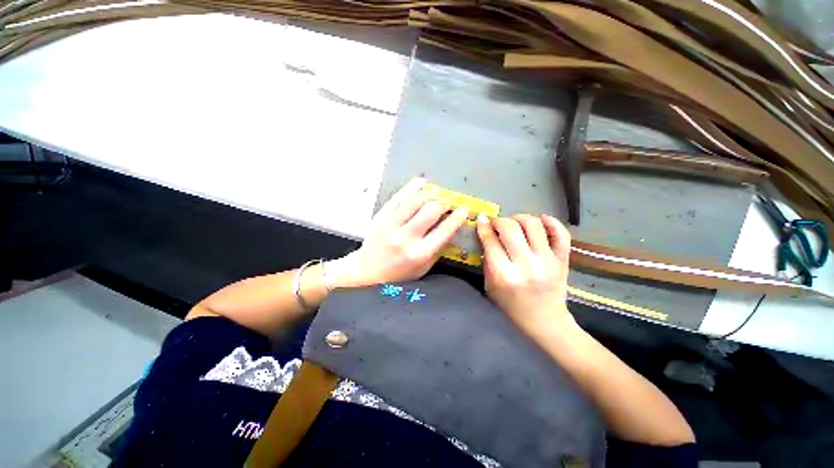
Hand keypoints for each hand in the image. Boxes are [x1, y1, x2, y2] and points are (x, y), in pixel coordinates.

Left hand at [327, 178, 468, 287]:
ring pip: (415, 200)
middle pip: (431, 210)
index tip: (464, 209)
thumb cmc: (400, 272)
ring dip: (430, 193)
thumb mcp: (424, 267)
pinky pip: (398, 197)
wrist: (369, 271)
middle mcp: (406, 238)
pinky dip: (411, 187)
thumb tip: (452, 226)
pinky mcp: (380, 216)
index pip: (444, 230)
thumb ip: (439, 248)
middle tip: (448, 201)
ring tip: (437, 192)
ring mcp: (390, 225)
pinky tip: (421, 183)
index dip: (457, 217)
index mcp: (419, 253)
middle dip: (444, 202)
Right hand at [476, 213, 573, 330]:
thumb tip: (486, 234)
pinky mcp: (563, 260)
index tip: (482, 219)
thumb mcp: (490, 285)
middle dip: (499, 221)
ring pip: (533, 225)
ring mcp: (547, 261)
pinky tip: (540, 221)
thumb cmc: (511, 305)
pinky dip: (550, 221)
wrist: (544, 320)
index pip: (491, 241)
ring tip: (515, 223)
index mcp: (504, 275)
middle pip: (510, 228)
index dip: (484, 226)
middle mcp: (526, 265)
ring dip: (520, 218)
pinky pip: (561, 233)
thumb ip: (487, 260)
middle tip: (497, 224)